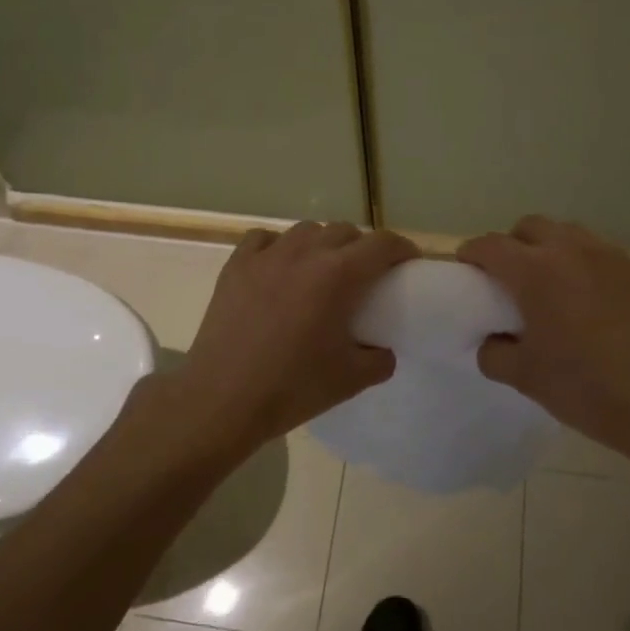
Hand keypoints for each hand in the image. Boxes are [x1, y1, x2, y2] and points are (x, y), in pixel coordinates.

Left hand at [172, 221, 418, 449]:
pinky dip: (279, 246)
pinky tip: (279, 267)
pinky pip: (263, 238)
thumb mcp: (351, 380)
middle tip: (365, 274)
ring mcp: (266, 257)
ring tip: (322, 270)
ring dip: (322, 243)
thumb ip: (379, 360)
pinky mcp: (236, 267)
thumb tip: (383, 350)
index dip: (401, 249)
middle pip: (344, 231)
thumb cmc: (292, 388)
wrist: (222, 399)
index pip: (382, 244)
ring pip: (305, 231)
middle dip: (362, 246)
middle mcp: (304, 254)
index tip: (407, 263)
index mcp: (338, 275)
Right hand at [458, 216, 629, 461]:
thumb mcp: (524, 378)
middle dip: (512, 244)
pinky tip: (587, 298)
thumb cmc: (586, 388)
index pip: (491, 245)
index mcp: (536, 272)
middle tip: (509, 277)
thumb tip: (493, 341)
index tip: (467, 268)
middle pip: (530, 226)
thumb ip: (494, 353)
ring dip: (549, 247)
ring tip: (550, 283)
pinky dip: (582, 263)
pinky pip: (599, 252)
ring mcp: (610, 257)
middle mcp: (571, 251)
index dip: (473, 253)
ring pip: (567, 233)